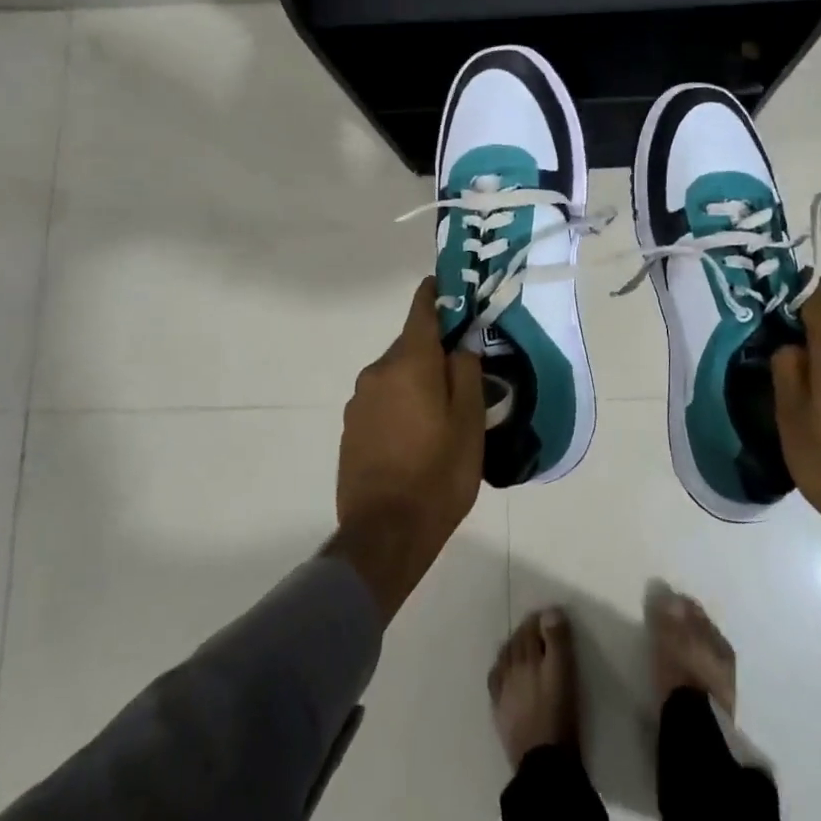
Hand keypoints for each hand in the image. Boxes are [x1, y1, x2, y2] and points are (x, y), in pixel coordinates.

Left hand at [328, 278, 484, 620]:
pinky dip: (402, 401)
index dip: (437, 293)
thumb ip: (467, 372)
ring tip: (444, 409)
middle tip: (465, 368)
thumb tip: (463, 340)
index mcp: (409, 363)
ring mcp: (359, 401)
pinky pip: (383, 399)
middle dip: (436, 349)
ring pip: (396, 374)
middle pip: (411, 344)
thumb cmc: (438, 474)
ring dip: (418, 379)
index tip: (452, 286)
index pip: (422, 309)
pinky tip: (418, 432)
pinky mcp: (350, 428)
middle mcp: (377, 372)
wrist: (384, 535)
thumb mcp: (469, 422)